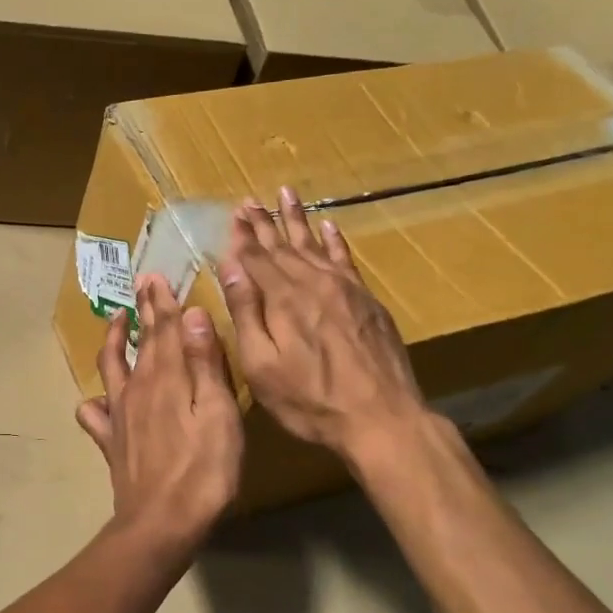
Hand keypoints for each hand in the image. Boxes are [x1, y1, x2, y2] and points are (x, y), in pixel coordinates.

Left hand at [76, 275, 243, 549]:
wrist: (162, 522)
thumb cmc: (203, 469)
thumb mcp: (217, 413)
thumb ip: (204, 363)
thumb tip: (193, 315)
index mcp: (166, 377)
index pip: (164, 329)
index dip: (162, 302)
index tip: (157, 277)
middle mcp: (137, 388)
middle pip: (141, 342)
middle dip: (143, 311)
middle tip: (143, 285)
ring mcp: (119, 414)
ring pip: (111, 367)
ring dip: (115, 341)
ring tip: (117, 321)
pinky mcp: (110, 441)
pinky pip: (94, 414)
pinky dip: (95, 400)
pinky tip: (98, 399)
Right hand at [219, 186, 432, 468]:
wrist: (382, 418)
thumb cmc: (310, 400)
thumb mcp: (261, 365)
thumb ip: (246, 313)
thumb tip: (230, 267)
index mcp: (283, 299)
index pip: (256, 257)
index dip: (243, 236)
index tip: (234, 213)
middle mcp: (313, 283)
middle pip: (283, 245)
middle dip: (264, 222)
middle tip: (250, 200)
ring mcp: (345, 289)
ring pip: (315, 244)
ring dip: (297, 219)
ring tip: (286, 194)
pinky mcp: (367, 301)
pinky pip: (346, 259)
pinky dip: (335, 241)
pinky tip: (329, 226)